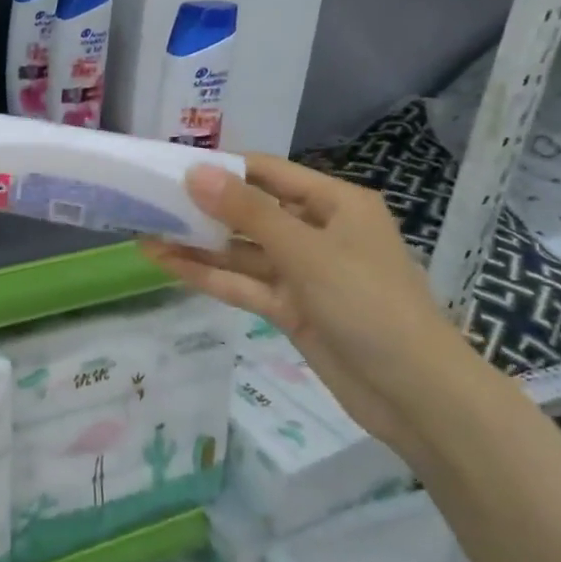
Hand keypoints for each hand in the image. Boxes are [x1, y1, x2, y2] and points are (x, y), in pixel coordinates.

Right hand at [140, 154, 484, 456]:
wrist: (416, 396)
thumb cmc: (369, 304)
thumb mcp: (306, 252)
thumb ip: (247, 213)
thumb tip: (195, 172)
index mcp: (335, 204)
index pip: (268, 173)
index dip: (221, 168)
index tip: (171, 166)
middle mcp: (318, 232)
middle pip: (251, 212)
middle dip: (203, 209)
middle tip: (148, 201)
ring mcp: (303, 274)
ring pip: (242, 252)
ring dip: (198, 245)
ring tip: (145, 233)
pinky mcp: (291, 309)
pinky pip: (244, 284)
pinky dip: (209, 276)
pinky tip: (167, 264)